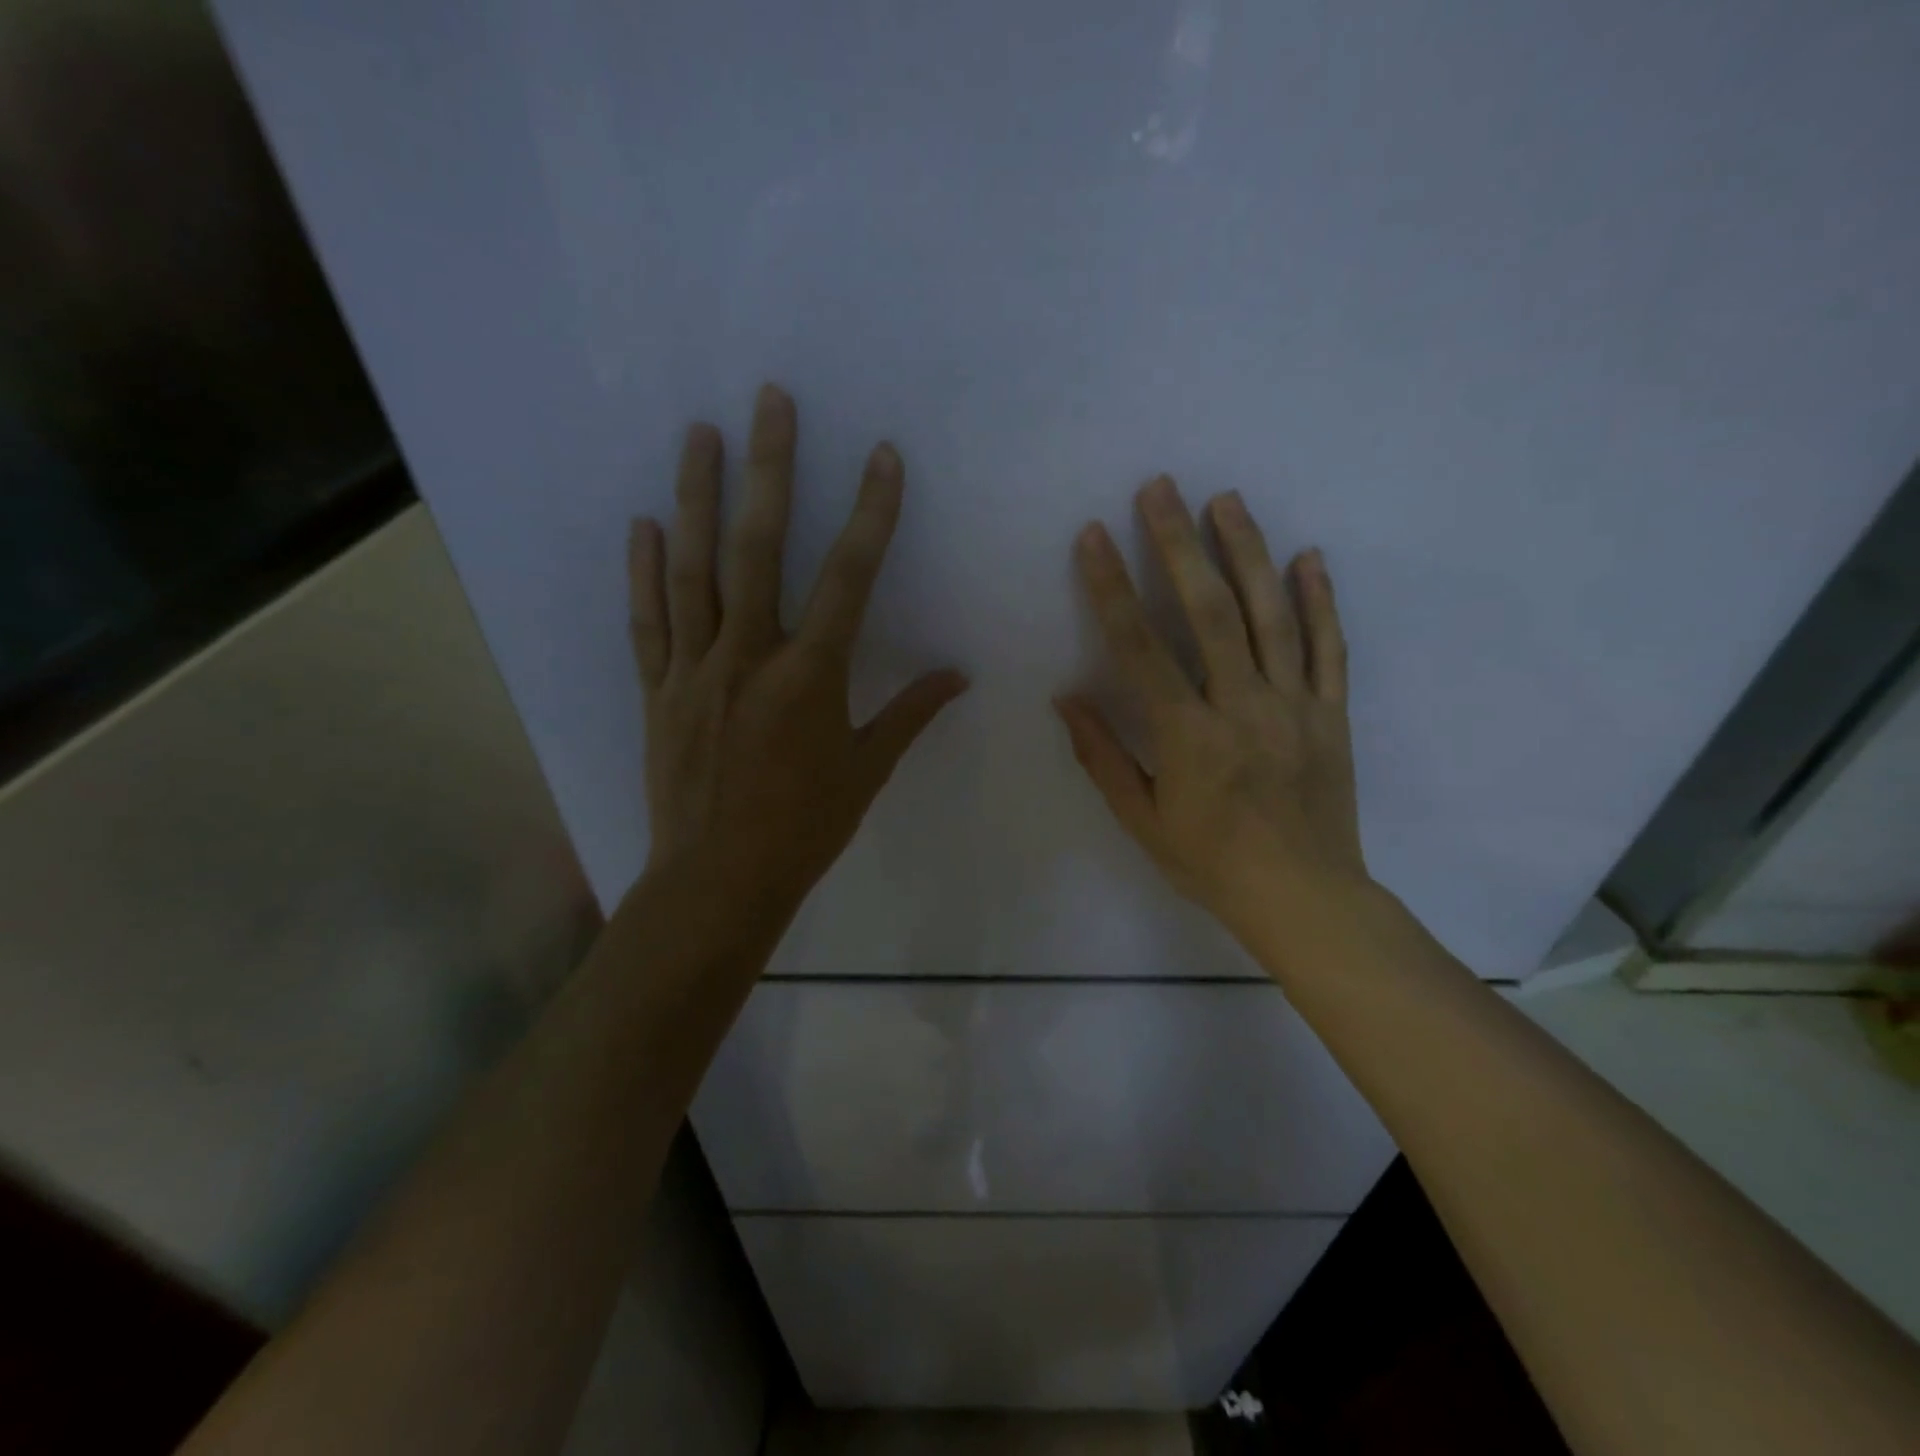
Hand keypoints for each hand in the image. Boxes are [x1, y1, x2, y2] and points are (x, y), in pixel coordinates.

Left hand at [628, 384, 966, 921]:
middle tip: (769, 401)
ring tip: (698, 433)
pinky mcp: (658, 690)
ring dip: (694, 496)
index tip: (883, 457)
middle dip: (770, 469)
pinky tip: (642, 524)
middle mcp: (749, 657)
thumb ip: (909, 713)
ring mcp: (695, 669)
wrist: (720, 879)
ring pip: (693, 569)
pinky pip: (649, 622)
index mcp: (809, 676)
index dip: (871, 514)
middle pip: (758, 548)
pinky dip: (644, 572)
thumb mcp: (867, 770)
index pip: (848, 578)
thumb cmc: (804, 827)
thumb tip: (958, 675)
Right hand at [1056, 476, 1367, 946]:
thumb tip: (1066, 698)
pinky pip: (1330, 648)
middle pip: (1209, 611)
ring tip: (1227, 500)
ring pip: (1272, 615)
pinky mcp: (1332, 713)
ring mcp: (1294, 705)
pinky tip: (1309, 557)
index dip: (1112, 587)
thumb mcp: (1141, 820)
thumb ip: (1102, 755)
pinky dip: (1321, 600)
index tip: (1094, 536)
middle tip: (1161, 487)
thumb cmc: (1210, 863)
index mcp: (1187, 735)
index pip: (1140, 647)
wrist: (1304, 898)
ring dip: (1247, 552)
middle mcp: (1241, 706)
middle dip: (1179, 544)